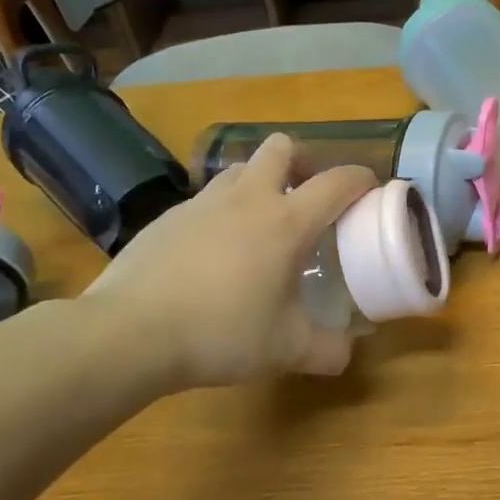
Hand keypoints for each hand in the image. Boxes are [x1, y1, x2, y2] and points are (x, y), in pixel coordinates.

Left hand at [83, 133, 375, 388]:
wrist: (129, 333)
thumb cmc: (220, 333)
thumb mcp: (286, 350)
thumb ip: (327, 349)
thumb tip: (348, 352)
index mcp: (286, 222)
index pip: (337, 181)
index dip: (361, 179)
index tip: (370, 191)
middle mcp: (248, 199)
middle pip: (282, 147)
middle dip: (303, 162)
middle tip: (306, 199)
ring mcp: (203, 203)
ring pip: (241, 169)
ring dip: (260, 183)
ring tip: (261, 224)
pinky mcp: (168, 217)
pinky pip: (206, 199)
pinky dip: (223, 212)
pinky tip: (215, 253)